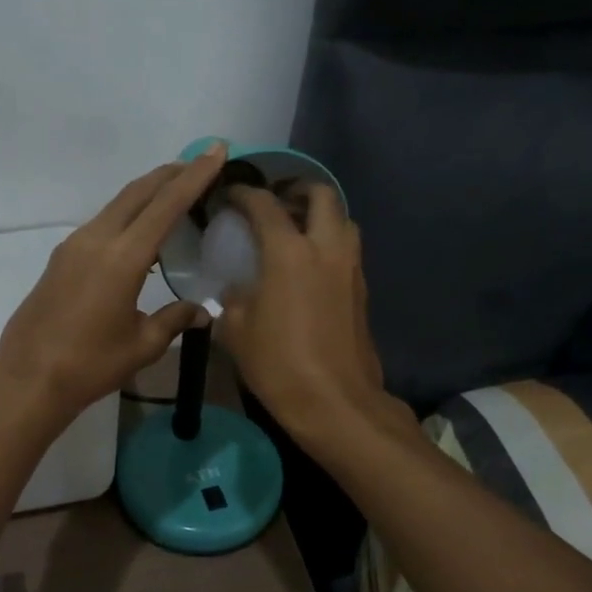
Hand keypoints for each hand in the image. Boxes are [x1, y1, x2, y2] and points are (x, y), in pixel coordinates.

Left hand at [0, 145, 226, 423]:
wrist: (28, 378)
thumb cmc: (89, 365)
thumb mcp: (142, 345)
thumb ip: (174, 319)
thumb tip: (202, 313)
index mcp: (122, 257)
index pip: (166, 204)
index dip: (194, 176)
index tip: (215, 150)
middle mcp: (96, 239)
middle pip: (138, 192)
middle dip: (171, 174)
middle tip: (199, 164)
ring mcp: (74, 246)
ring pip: (117, 205)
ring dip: (147, 193)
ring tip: (174, 194)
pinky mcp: (61, 258)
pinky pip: (102, 224)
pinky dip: (127, 215)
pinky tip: (140, 234)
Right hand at [218, 182, 389, 439]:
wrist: (335, 402)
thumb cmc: (278, 364)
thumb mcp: (236, 331)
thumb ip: (233, 298)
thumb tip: (237, 288)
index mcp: (289, 252)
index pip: (264, 204)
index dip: (243, 193)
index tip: (229, 195)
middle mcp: (326, 248)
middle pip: (320, 194)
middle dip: (295, 190)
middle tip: (273, 203)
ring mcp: (350, 267)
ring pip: (342, 219)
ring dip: (319, 214)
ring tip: (293, 230)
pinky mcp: (362, 288)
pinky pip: (347, 248)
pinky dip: (328, 241)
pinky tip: (308, 265)